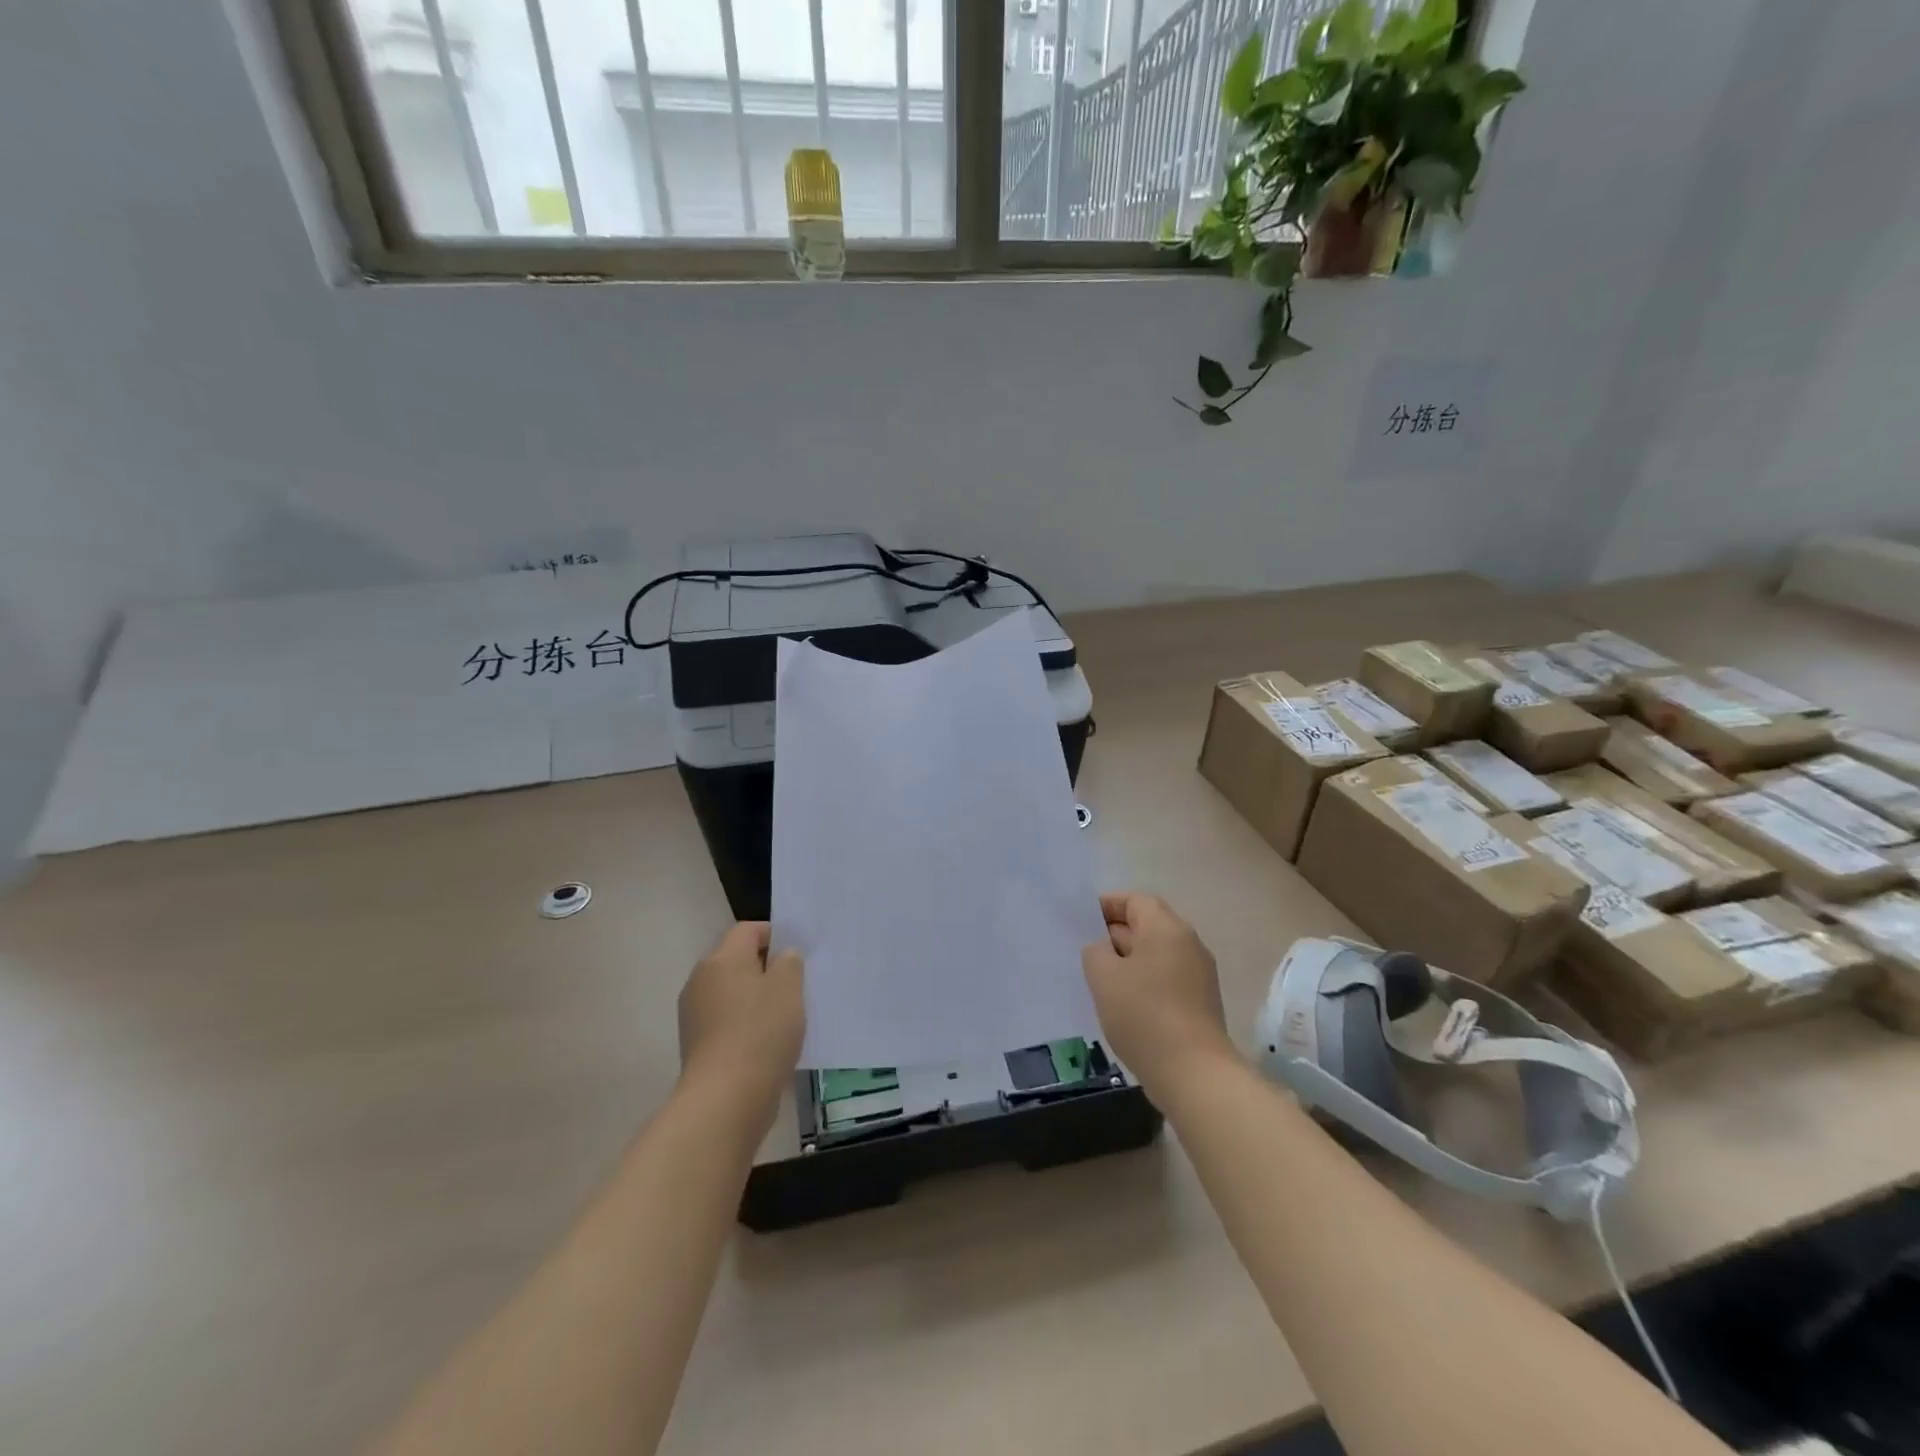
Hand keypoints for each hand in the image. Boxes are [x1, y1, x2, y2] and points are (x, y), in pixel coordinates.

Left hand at [677, 923, 804, 1121]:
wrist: (725, 1099)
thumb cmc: (761, 1032)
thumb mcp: (789, 988)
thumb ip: (789, 962)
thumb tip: (782, 956)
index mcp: (721, 959)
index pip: (747, 930)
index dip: (774, 934)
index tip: (797, 953)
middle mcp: (701, 980)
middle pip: (736, 961)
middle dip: (766, 968)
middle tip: (796, 984)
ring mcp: (695, 1015)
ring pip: (732, 993)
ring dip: (756, 998)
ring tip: (786, 1016)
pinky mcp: (697, 1046)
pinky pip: (727, 1022)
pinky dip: (746, 1024)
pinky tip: (769, 1042)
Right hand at [1081, 892, 1236, 1100]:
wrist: (1194, 1073)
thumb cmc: (1144, 1015)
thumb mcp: (1103, 976)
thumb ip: (1095, 951)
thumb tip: (1104, 949)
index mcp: (1166, 927)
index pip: (1134, 900)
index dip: (1106, 905)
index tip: (1081, 921)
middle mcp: (1188, 943)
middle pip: (1147, 925)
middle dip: (1115, 934)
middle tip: (1085, 951)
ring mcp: (1200, 974)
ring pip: (1156, 954)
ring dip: (1129, 961)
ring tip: (1100, 980)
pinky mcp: (1202, 1002)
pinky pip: (1167, 978)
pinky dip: (1144, 982)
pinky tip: (1124, 1005)